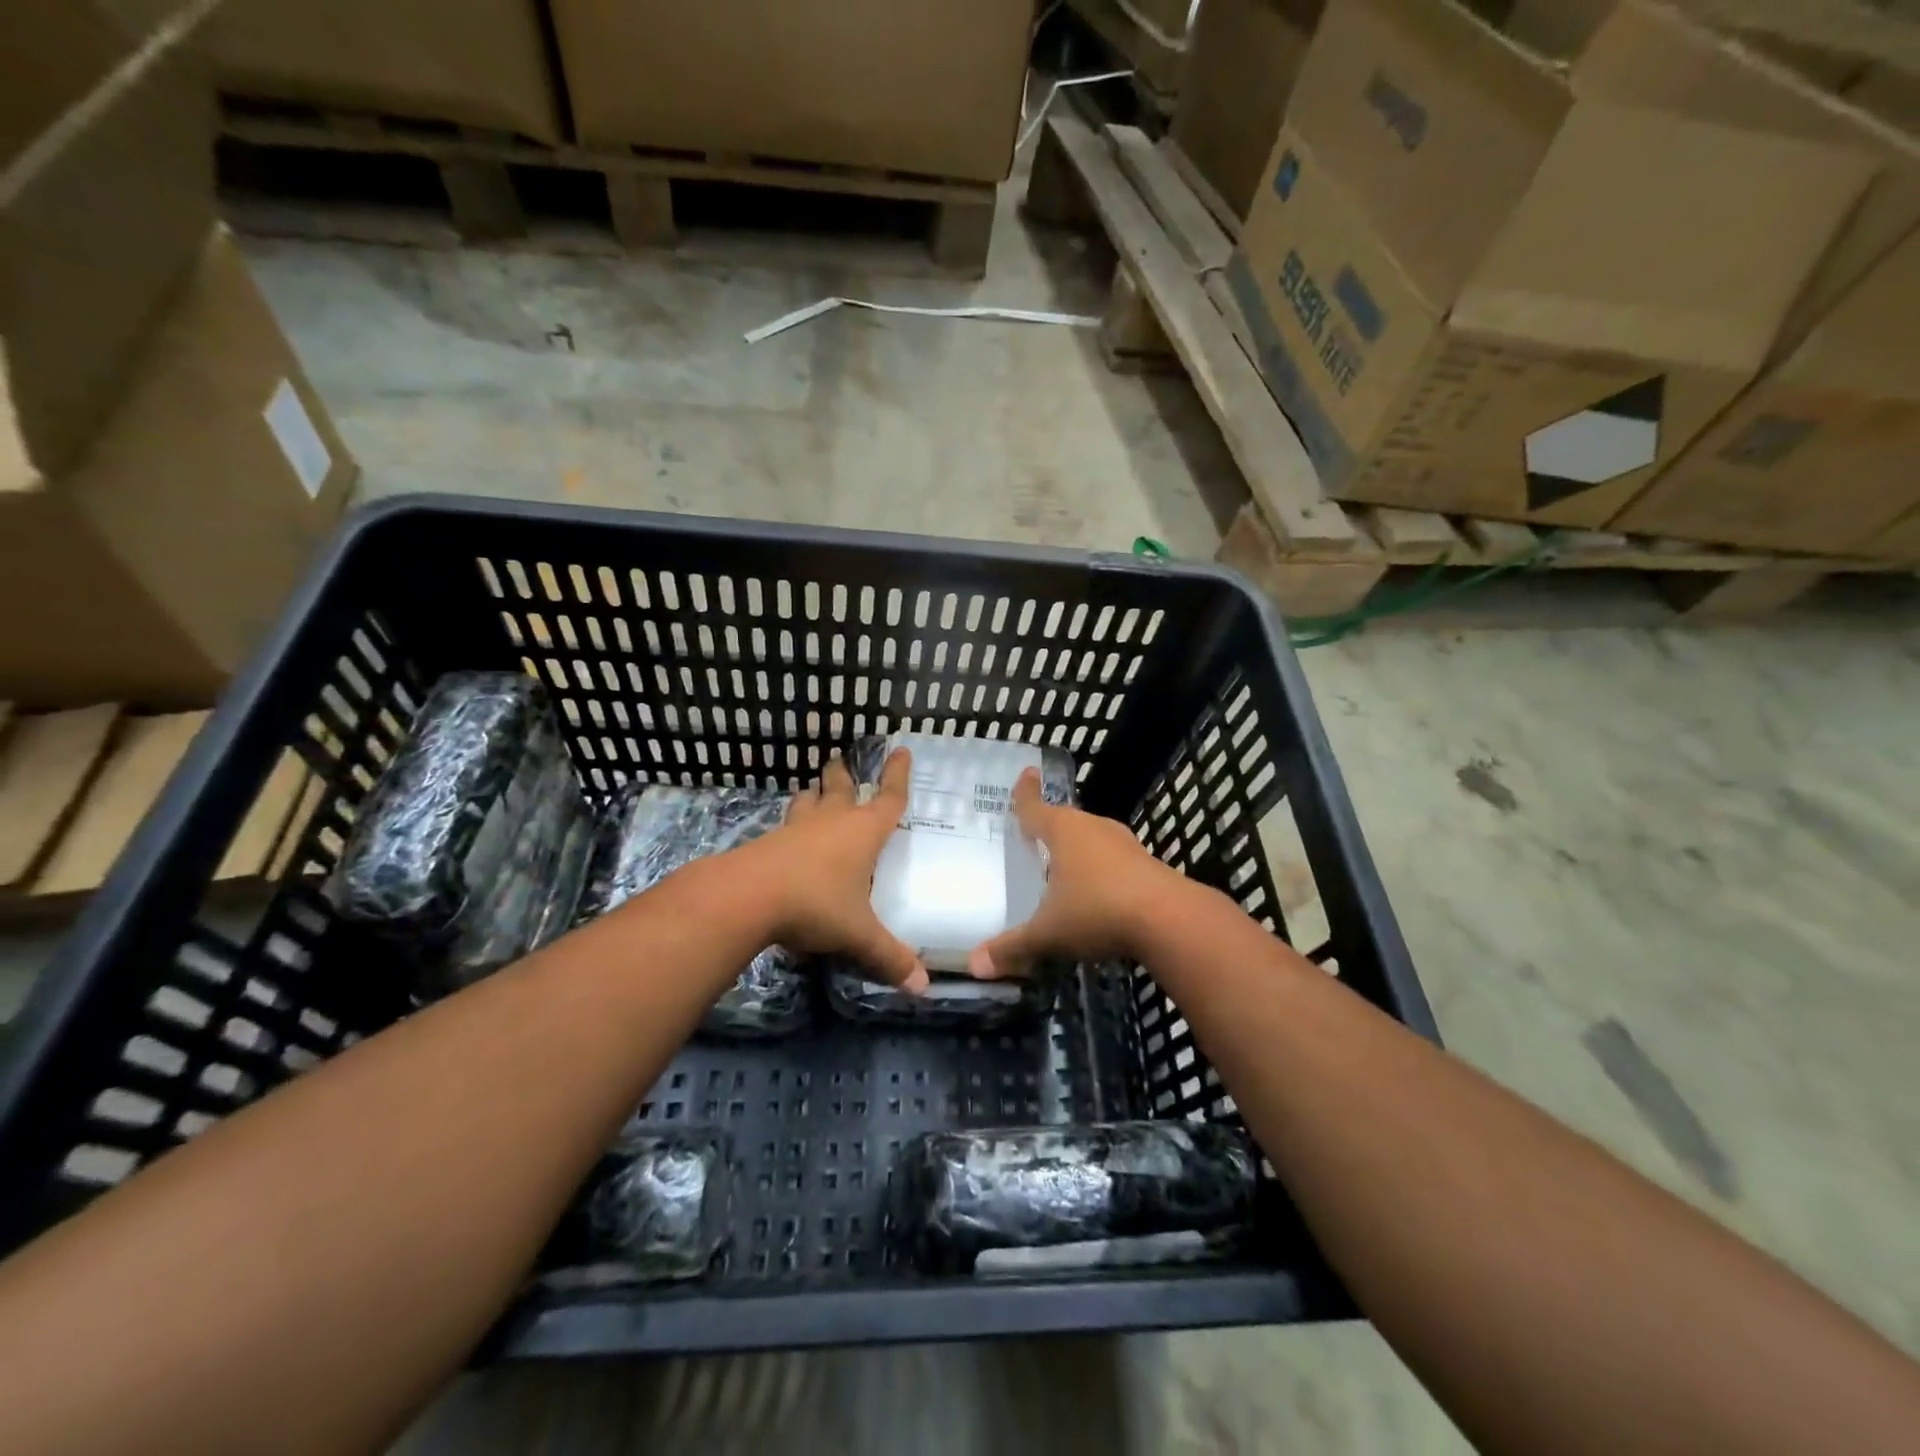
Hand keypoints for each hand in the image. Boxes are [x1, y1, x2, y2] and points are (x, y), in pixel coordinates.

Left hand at [741, 748, 928, 992]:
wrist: (747, 897)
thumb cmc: (816, 904)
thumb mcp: (858, 934)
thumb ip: (889, 957)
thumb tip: (923, 988)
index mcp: (863, 833)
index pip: (889, 797)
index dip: (898, 775)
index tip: (900, 749)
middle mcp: (832, 822)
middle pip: (840, 788)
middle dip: (843, 775)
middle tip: (840, 762)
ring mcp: (797, 829)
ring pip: (807, 801)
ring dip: (812, 794)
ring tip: (812, 791)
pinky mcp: (768, 842)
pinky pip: (785, 826)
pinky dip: (791, 824)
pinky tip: (787, 836)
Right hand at [968, 768, 1182, 977]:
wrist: (1169, 920)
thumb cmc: (1097, 911)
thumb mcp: (1048, 933)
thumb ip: (1012, 947)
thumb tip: (973, 965)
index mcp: (1063, 831)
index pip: (1035, 807)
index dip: (1026, 793)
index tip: (1027, 773)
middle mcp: (1093, 828)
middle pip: (1065, 821)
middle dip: (1050, 827)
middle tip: (1034, 835)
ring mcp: (1124, 844)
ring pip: (1093, 839)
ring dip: (1079, 849)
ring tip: (1064, 866)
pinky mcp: (1147, 864)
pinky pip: (1114, 860)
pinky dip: (1101, 870)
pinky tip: (1098, 892)